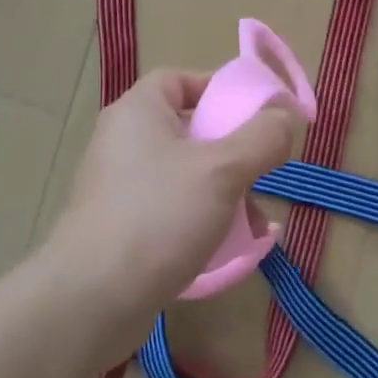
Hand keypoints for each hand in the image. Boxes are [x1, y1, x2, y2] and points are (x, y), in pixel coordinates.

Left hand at [44, 69, 300, 349]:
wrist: (92, 298)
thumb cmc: (159, 216)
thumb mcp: (222, 170)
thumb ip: (261, 137)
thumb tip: (285, 114)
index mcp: (138, 111)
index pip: (179, 80)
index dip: (218, 90)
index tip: (254, 116)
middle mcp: (122, 140)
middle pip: (186, 128)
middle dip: (230, 150)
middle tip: (261, 171)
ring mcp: (116, 184)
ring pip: (182, 173)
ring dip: (222, 191)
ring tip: (255, 222)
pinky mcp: (117, 224)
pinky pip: (168, 208)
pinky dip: (198, 218)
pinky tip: (229, 248)